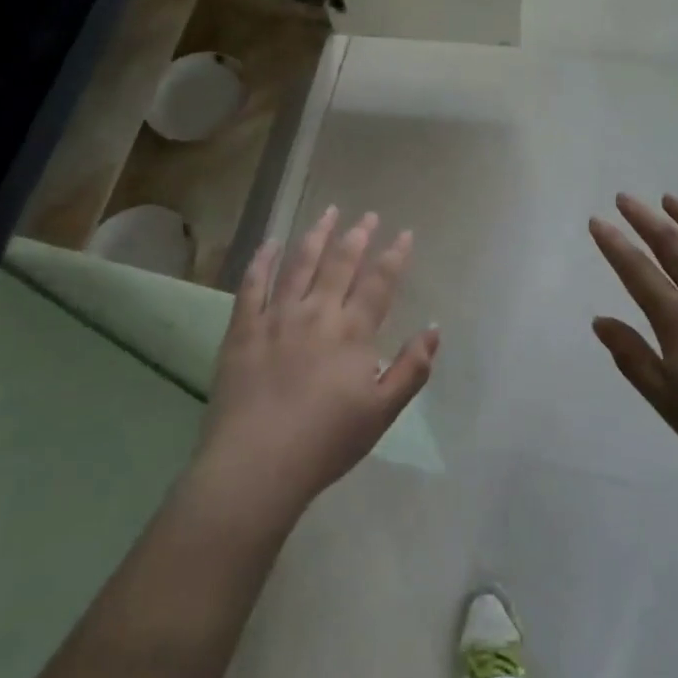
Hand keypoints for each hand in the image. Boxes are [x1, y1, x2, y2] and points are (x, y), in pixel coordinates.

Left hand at [198, 208, 437, 518]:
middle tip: (367, 215)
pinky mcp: (243, 327)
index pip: (379, 283)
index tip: (404, 233)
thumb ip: (411, 368)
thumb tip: (434, 329)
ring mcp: (277, 316)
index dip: (394, 255)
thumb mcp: (382, 412)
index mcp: (352, 332)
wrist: (257, 464)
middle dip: (358, 236)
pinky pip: (252, 283)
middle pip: (340, 263)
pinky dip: (263, 259)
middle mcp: (317, 313)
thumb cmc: (326, 442)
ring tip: (328, 212)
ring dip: (317, 234)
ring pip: (300, 263)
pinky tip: (272, 242)